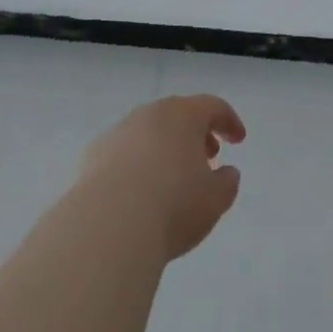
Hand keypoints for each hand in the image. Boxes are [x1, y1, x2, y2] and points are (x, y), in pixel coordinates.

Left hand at [75, 95, 246, 260]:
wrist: (108, 225)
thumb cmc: (173, 206)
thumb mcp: (215, 200)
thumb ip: (227, 182)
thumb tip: (226, 173)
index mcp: (183, 115)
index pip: (213, 106)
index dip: (229, 121)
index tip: (238, 140)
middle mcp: (150, 114)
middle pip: (178, 115)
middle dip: (196, 133)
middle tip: (208, 157)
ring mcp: (119, 132)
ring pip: (149, 132)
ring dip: (165, 148)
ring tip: (172, 178)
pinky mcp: (94, 154)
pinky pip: (124, 152)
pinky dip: (136, 164)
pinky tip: (138, 192)